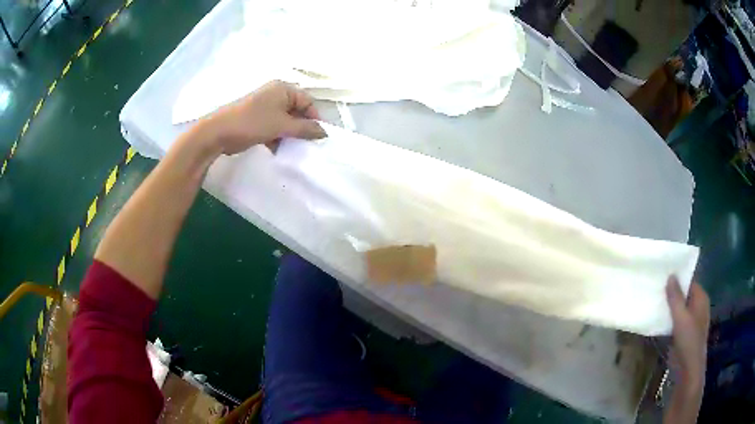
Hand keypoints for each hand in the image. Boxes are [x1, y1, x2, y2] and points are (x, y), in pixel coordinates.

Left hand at [200, 80, 326, 154]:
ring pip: (285, 121)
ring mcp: (265, 107)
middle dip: (302, 128)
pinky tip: (278, 150)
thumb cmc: (252, 123)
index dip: (314, 119)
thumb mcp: (282, 125)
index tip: (318, 137)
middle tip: (307, 145)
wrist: (218, 132)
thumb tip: (324, 132)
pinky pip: (274, 127)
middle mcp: (276, 94)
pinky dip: (278, 137)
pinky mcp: (257, 119)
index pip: (308, 102)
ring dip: (289, 135)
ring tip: (292, 149)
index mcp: (283, 89)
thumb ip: (305, 129)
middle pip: (297, 111)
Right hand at [666, 277, 709, 392]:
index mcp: (701, 298)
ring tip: (654, 301)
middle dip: (672, 292)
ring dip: (669, 307)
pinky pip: (677, 320)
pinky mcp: (685, 333)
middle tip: (656, 288)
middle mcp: (698, 306)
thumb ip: (676, 297)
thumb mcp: (681, 318)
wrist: (688, 369)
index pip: (689, 281)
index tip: (663, 275)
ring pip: (679, 308)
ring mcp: (692, 320)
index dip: (677, 278)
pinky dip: (669, 319)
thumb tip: (670, 275)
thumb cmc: (688, 340)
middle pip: (684, 294)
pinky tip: (658, 319)